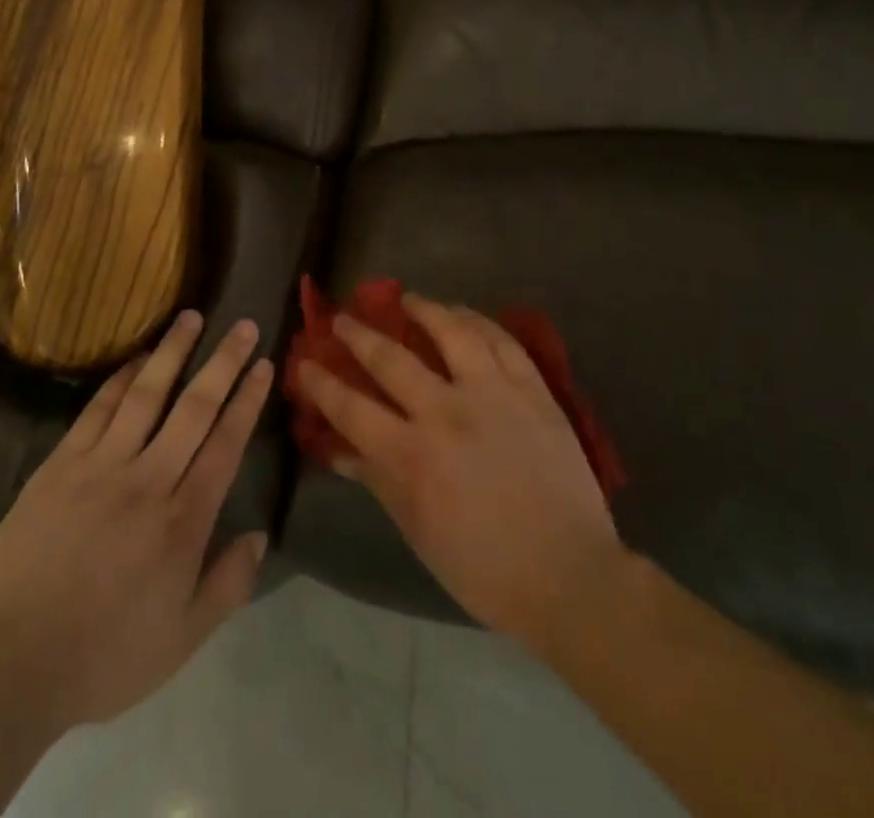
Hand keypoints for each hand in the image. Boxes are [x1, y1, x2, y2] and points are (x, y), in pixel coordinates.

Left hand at [0, 311, 274, 731]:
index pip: (225, 444)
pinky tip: (138, 358)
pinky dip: (120, 378)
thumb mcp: (182, 639)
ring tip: (191, 317)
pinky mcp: (61, 464)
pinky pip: (97, 410)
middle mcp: (149, 480)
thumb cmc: (105, 655)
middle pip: (194, 408)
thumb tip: (260, 534)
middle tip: (242, 324)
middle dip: (223, 362)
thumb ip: (228, 585)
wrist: (14, 663)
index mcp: (183, 521)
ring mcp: (101, 466)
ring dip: (172, 352)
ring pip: (146, 395)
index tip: (262, 365)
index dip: (247, 400)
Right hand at [294, 294, 623, 651]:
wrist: (569, 575)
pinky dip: (478, 321)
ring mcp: (492, 394)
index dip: (321, 382)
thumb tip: (336, 450)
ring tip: (406, 298)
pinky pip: (502, 341)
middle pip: (390, 358)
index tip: (304, 362)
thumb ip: (376, 480)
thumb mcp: (417, 531)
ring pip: (450, 332)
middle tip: (343, 318)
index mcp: (411, 455)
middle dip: (358, 335)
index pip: (350, 407)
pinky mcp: (532, 390)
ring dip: (422, 309)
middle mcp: (445, 412)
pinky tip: (464, 314)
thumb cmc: (483, 567)